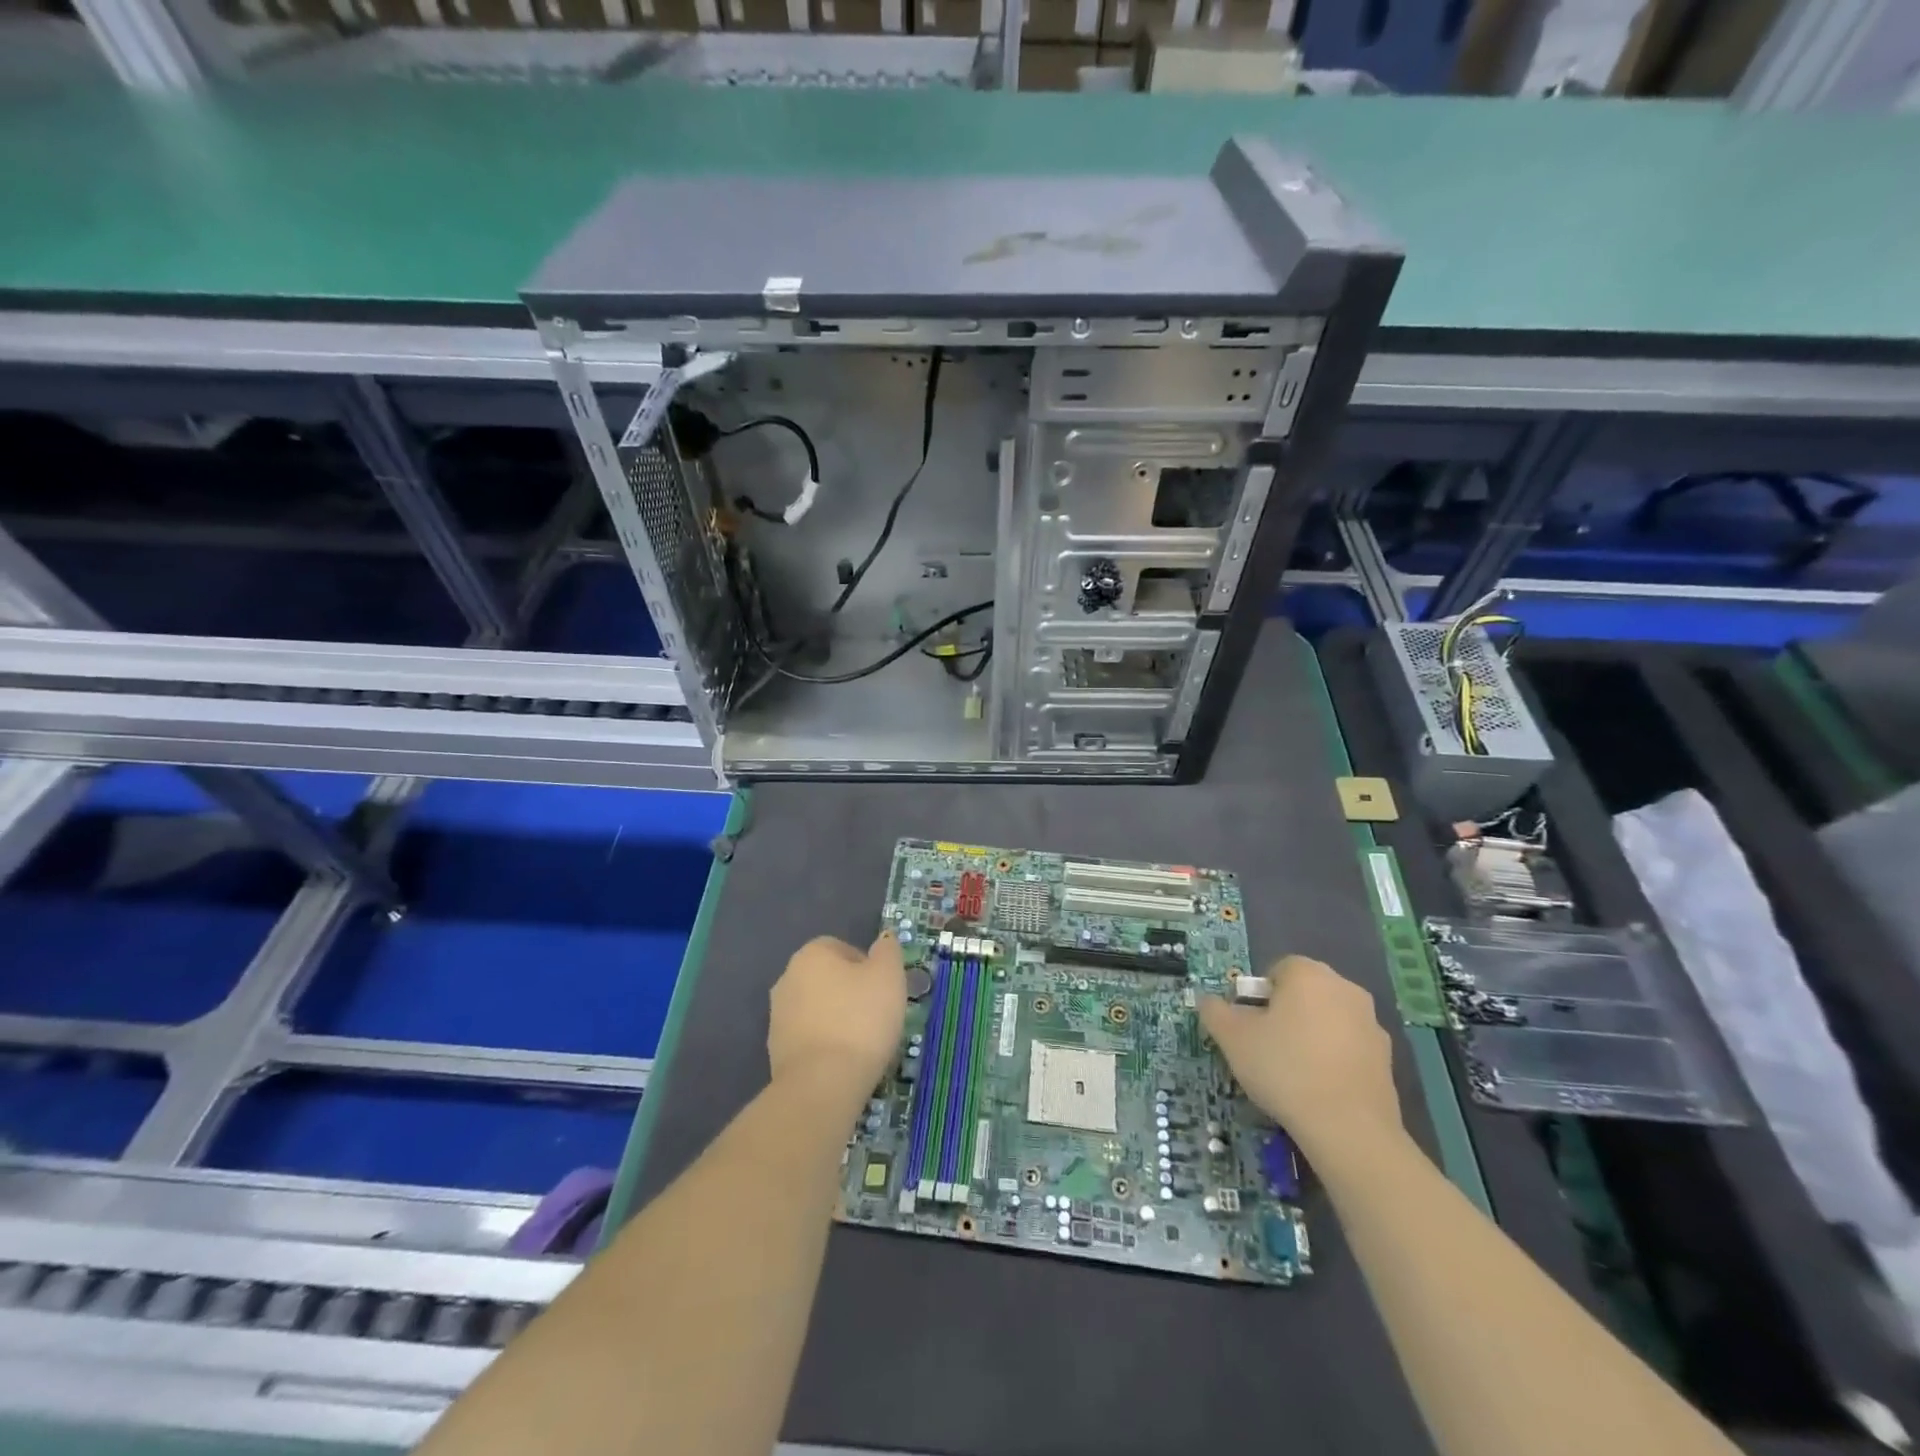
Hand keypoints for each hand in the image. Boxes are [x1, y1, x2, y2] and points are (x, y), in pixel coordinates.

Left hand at [768, 933, 907, 1107]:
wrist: (822, 1084)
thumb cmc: (860, 1020)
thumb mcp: (889, 976)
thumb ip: (888, 951)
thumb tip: (884, 939)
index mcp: (811, 954)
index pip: (843, 948)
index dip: (868, 968)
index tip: (884, 991)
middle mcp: (787, 977)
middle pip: (829, 978)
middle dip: (851, 993)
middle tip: (877, 1016)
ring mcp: (777, 1015)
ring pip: (818, 1008)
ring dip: (837, 1019)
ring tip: (862, 1043)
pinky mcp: (775, 1050)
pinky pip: (809, 1037)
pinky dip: (825, 1044)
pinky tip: (843, 1061)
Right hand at [1199, 955, 1402, 1154]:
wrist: (1349, 1128)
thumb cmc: (1284, 1068)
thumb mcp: (1232, 1038)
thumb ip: (1215, 1011)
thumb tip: (1208, 1001)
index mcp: (1309, 974)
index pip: (1277, 969)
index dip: (1258, 995)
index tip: (1249, 1024)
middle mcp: (1344, 988)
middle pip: (1305, 992)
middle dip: (1285, 1012)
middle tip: (1265, 1045)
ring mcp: (1371, 1023)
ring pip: (1328, 1018)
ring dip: (1310, 1034)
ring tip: (1292, 1071)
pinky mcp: (1387, 1058)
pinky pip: (1349, 1047)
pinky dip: (1333, 1058)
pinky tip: (1319, 1087)